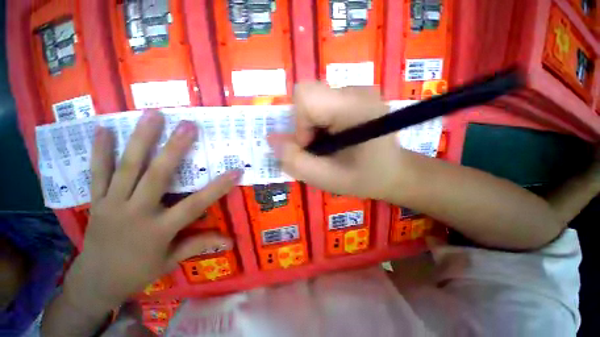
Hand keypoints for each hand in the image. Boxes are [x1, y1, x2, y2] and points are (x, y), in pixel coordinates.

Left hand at [64, 110, 240, 311]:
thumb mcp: (170, 262)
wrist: (94, 282)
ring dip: (141, 139)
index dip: (217, 188)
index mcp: (158, 230)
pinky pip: (97, 172)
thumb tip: (230, 241)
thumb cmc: (138, 272)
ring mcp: (113, 204)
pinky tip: (102, 128)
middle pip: (157, 176)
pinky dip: (100, 150)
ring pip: (127, 167)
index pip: (195, 205)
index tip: (236, 170)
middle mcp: (136, 213)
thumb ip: (199, 245)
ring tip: (153, 115)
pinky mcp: (97, 201)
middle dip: (175, 148)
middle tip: (188, 125)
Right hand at [268, 83, 411, 199]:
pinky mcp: (355, 96)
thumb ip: (296, 162)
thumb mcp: (327, 179)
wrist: (394, 172)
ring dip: (311, 125)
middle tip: (319, 147)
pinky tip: (334, 138)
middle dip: (304, 125)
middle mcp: (356, 90)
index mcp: (354, 107)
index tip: (311, 146)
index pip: (305, 96)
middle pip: (307, 96)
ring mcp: (357, 91)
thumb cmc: (365, 178)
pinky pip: (323, 103)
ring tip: (328, 145)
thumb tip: (272, 140)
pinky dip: (319, 122)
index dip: (299, 124)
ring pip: (313, 100)